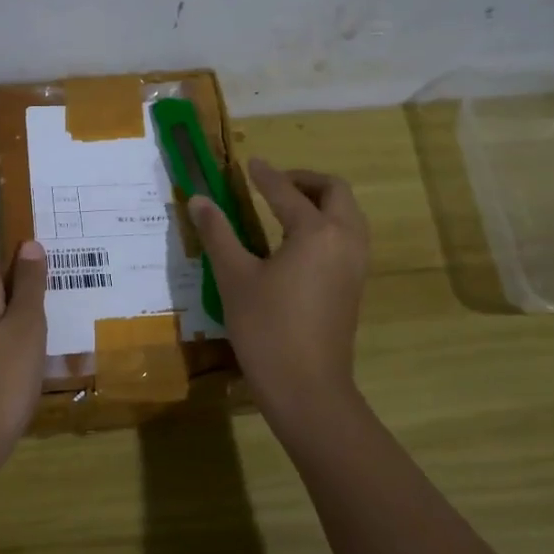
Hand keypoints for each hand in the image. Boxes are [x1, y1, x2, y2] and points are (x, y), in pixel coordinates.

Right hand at [189, 159, 369, 439]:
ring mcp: (355, 265)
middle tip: (274, 184)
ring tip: (285, 209)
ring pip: (348, 215)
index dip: (265, 176)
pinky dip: (328, 224)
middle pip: (336, 192)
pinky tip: (298, 242)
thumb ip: (217, 233)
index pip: (287, 192)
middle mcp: (344, 240)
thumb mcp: (234, 277)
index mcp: (316, 232)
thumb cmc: (267, 329)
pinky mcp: (354, 286)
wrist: (307, 389)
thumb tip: (198, 199)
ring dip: (321, 201)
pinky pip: (348, 238)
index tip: (250, 164)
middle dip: (306, 180)